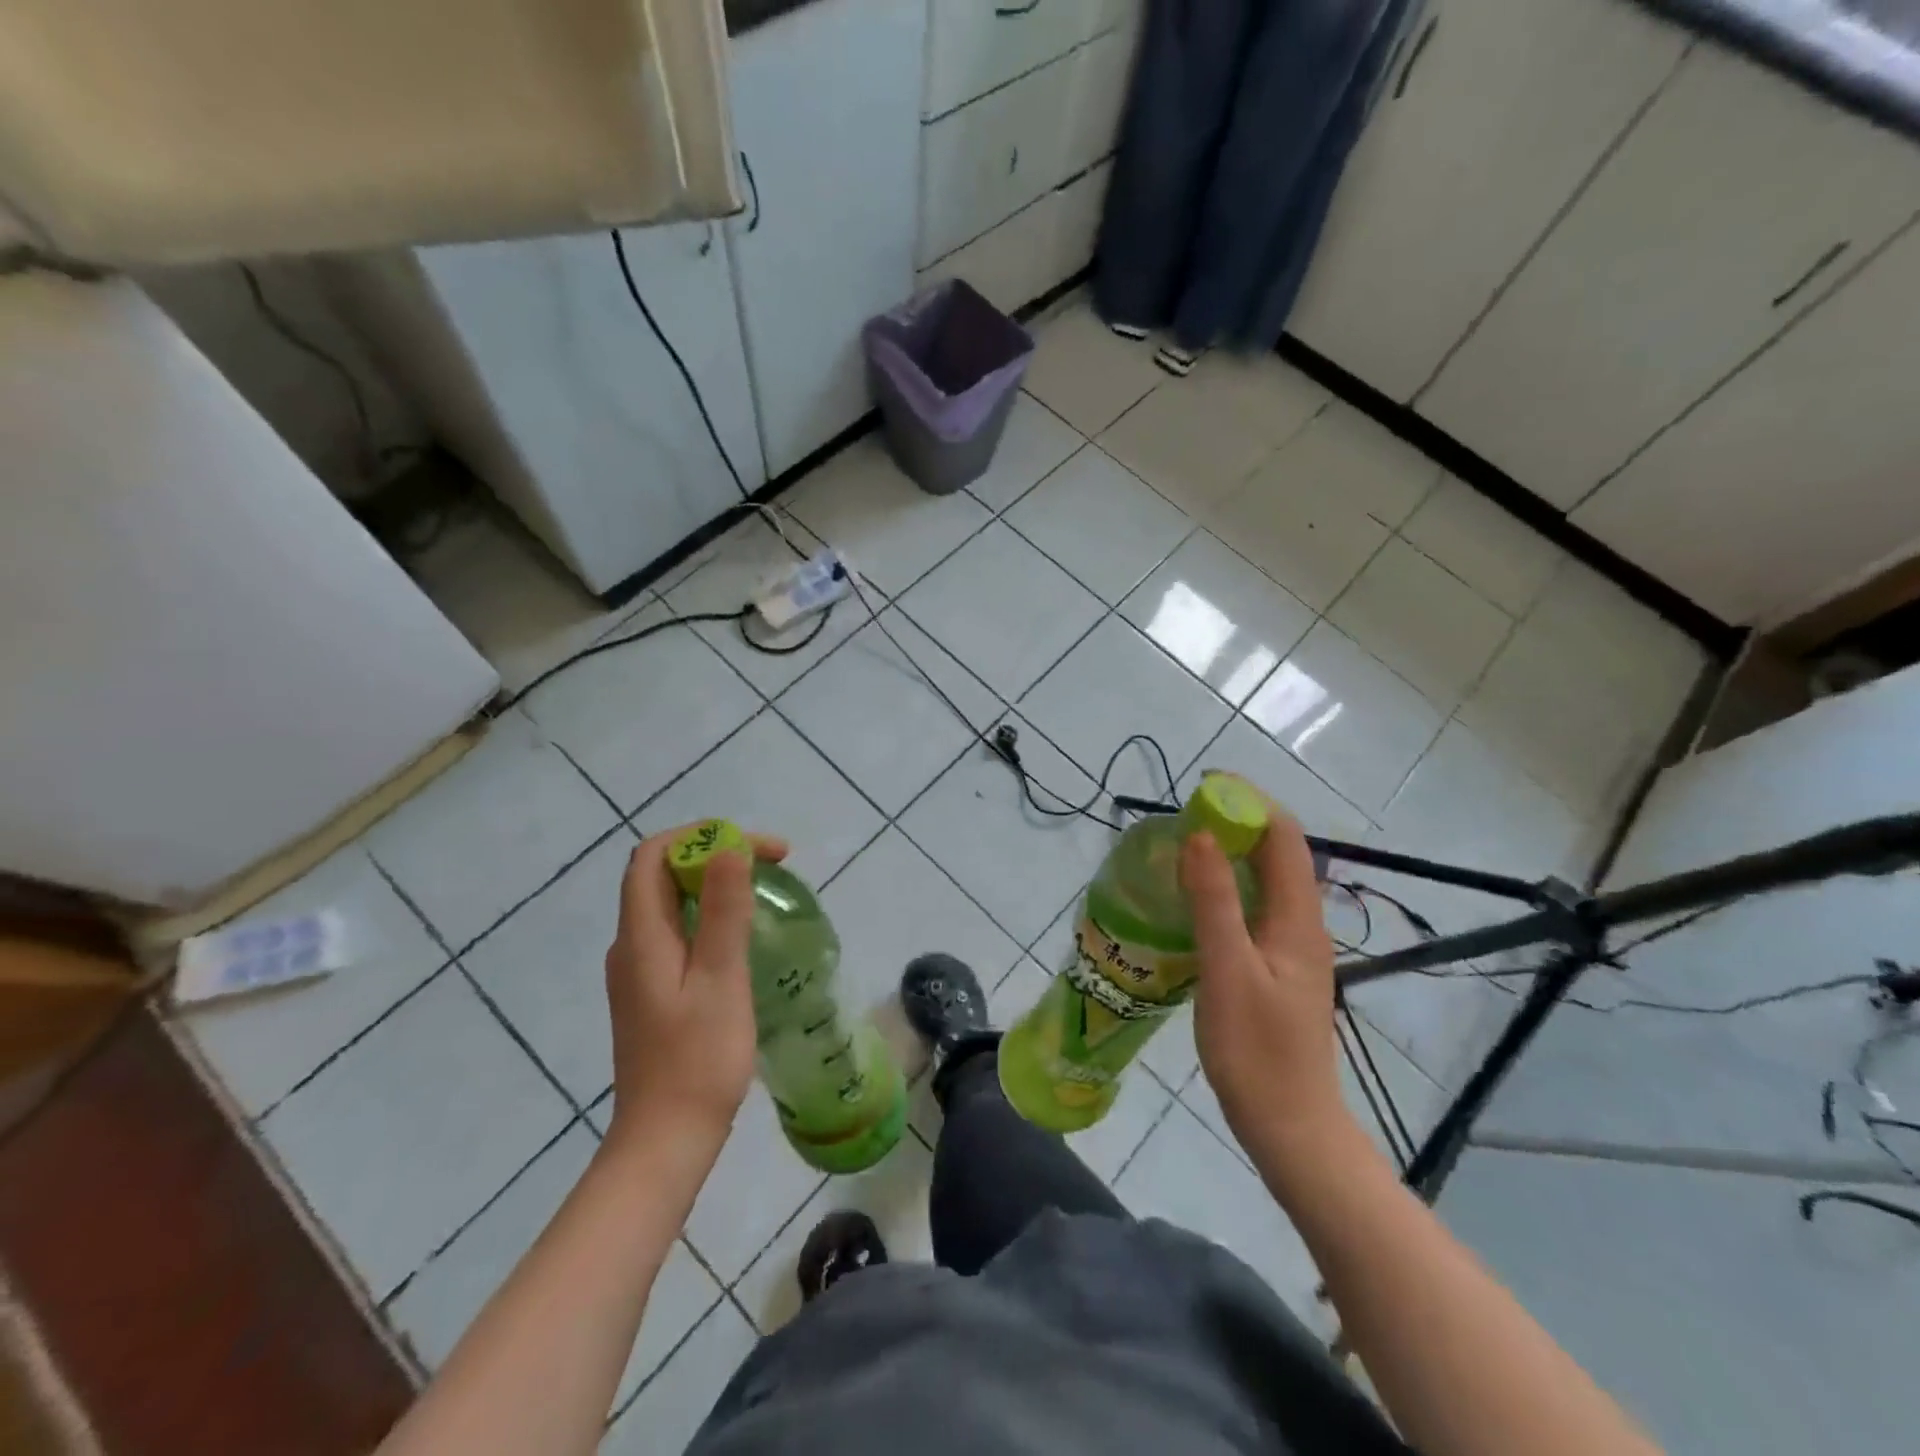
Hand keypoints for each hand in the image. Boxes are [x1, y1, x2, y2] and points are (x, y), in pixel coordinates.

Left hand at [603, 825, 787, 1150]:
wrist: (665, 1141)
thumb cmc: (697, 1060)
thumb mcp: (720, 979)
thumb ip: (723, 912)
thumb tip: (729, 848)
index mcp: (640, 936)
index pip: (653, 855)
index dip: (701, 836)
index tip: (754, 847)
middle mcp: (631, 945)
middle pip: (663, 875)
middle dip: (715, 856)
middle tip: (771, 865)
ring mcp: (639, 971)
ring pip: (672, 904)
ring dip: (715, 885)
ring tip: (764, 892)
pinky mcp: (653, 992)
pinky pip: (678, 932)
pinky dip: (710, 916)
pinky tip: (743, 937)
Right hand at [1182, 804, 1354, 1172]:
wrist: (1290, 1127)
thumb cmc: (1256, 1051)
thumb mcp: (1227, 971)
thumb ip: (1214, 902)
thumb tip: (1199, 835)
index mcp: (1298, 919)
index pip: (1284, 837)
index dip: (1249, 803)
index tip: (1204, 788)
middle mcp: (1302, 925)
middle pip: (1277, 855)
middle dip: (1236, 823)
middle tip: (1183, 816)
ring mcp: (1292, 949)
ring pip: (1265, 882)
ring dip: (1229, 854)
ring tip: (1182, 847)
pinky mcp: (1276, 969)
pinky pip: (1254, 909)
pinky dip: (1226, 888)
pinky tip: (1193, 901)